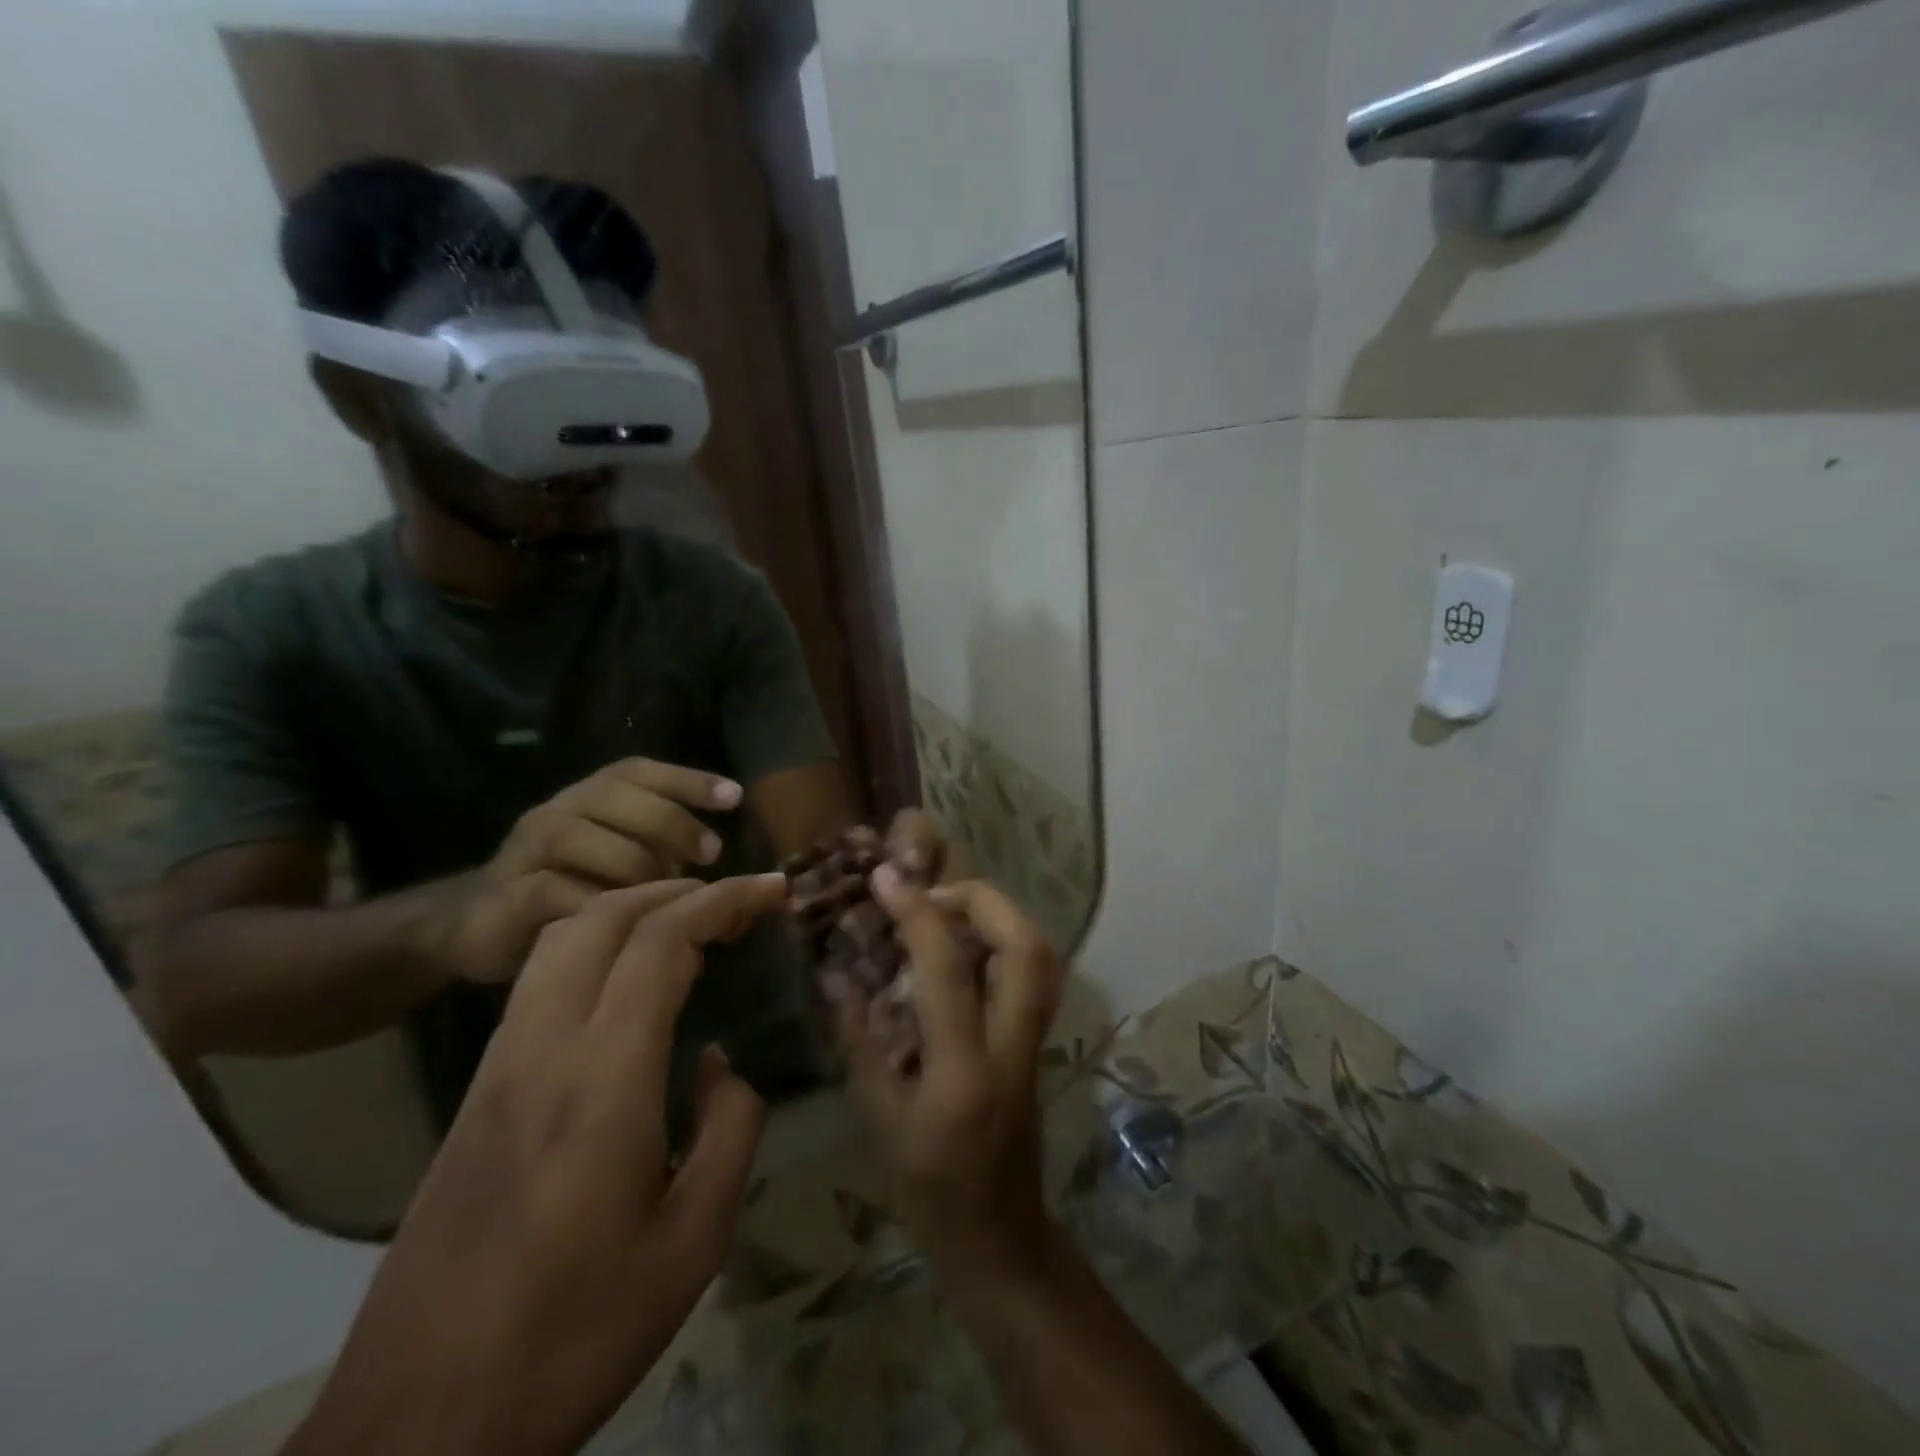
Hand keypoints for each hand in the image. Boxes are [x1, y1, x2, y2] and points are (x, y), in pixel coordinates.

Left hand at [287, 874, 785, 1455]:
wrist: (416, 1428)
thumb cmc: (573, 1335)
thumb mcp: (692, 1243)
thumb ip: (729, 1131)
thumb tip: (722, 1062)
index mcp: (603, 1080)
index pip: (662, 942)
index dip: (724, 900)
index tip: (773, 889)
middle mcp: (543, 1049)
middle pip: (604, 918)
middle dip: (678, 889)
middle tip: (737, 900)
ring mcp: (499, 1065)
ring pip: (562, 939)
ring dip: (631, 908)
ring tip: (688, 921)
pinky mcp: (477, 1089)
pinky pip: (540, 978)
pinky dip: (595, 943)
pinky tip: (628, 977)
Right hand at [421, 758, 743, 984]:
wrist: (479, 926)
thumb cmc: (575, 888)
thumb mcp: (629, 866)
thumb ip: (673, 861)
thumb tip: (740, 886)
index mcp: (593, 798)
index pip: (639, 772)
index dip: (688, 779)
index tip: (734, 797)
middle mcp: (558, 811)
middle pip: (614, 795)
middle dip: (670, 821)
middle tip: (711, 853)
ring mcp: (524, 851)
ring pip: (577, 837)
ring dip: (631, 864)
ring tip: (667, 892)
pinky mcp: (502, 897)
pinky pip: (547, 889)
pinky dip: (591, 902)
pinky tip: (623, 919)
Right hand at [836, 869, 1065, 1286]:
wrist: (1001, 1240)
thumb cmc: (928, 1194)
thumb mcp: (877, 1123)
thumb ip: (859, 1042)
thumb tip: (837, 974)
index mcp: (964, 1074)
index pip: (949, 971)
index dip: (917, 915)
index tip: (886, 879)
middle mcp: (1013, 1048)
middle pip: (1026, 947)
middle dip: (982, 899)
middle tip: (931, 892)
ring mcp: (1036, 1044)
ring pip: (1042, 955)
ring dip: (999, 915)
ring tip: (948, 909)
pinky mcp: (1040, 1042)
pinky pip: (1035, 972)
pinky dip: (1005, 939)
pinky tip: (966, 943)